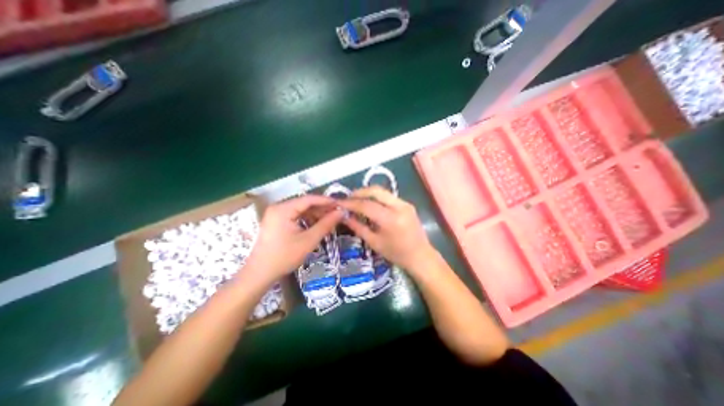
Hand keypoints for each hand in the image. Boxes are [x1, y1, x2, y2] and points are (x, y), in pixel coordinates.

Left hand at [245, 195, 343, 282]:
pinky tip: (317, 224)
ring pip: (301, 209)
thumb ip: (326, 224)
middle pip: (305, 203)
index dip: (326, 201)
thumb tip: (341, 212)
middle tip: (338, 213)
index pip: (309, 199)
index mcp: (283, 209)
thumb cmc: (284, 257)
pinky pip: (296, 215)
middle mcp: (278, 207)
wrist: (260, 274)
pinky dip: (308, 219)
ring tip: (330, 219)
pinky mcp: (277, 221)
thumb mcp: (308, 240)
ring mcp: (276, 214)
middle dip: (322, 208)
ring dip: (316, 214)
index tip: (341, 205)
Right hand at [338, 188, 433, 272]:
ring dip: (368, 193)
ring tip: (356, 199)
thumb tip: (344, 216)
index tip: (340, 203)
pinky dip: (377, 197)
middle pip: (376, 191)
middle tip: (348, 198)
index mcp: (391, 219)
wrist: (420, 256)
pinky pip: (388, 196)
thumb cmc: (396, 254)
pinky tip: (370, 203)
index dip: (351, 203)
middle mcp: (399, 207)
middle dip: (359, 192)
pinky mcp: (408, 204)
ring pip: (382, 191)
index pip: (367, 205)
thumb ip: (358, 227)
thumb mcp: (374, 242)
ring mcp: (405, 203)